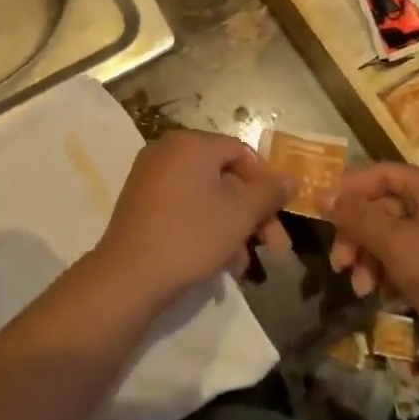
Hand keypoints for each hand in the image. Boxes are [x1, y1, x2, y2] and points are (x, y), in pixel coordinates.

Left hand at [91, 131, 293, 305]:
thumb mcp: (240, 214)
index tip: (281, 214)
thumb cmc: (191, 235)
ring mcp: (150, 177)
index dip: (266, 182)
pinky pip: (184, 207)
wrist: (129, 275)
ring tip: (244, 264)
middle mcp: (167, 152)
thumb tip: (289, 177)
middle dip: (252, 213)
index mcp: (191, 144)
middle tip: (275, 248)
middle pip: (224, 176)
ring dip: (232, 226)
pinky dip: (205, 228)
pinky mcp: (141, 203)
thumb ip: (269, 192)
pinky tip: (220, 262)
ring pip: (206, 197)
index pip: (241, 151)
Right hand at [326, 162, 418, 379]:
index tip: (320, 218)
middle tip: (338, 266)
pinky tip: (384, 296)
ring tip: (361, 289)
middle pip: (385, 206)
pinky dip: (392, 272)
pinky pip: (412, 257)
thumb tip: (321, 194)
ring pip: (395, 235)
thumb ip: (357, 217)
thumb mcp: (399, 246)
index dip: (347, 191)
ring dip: (371, 258)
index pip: (380, 173)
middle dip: (358, 235)